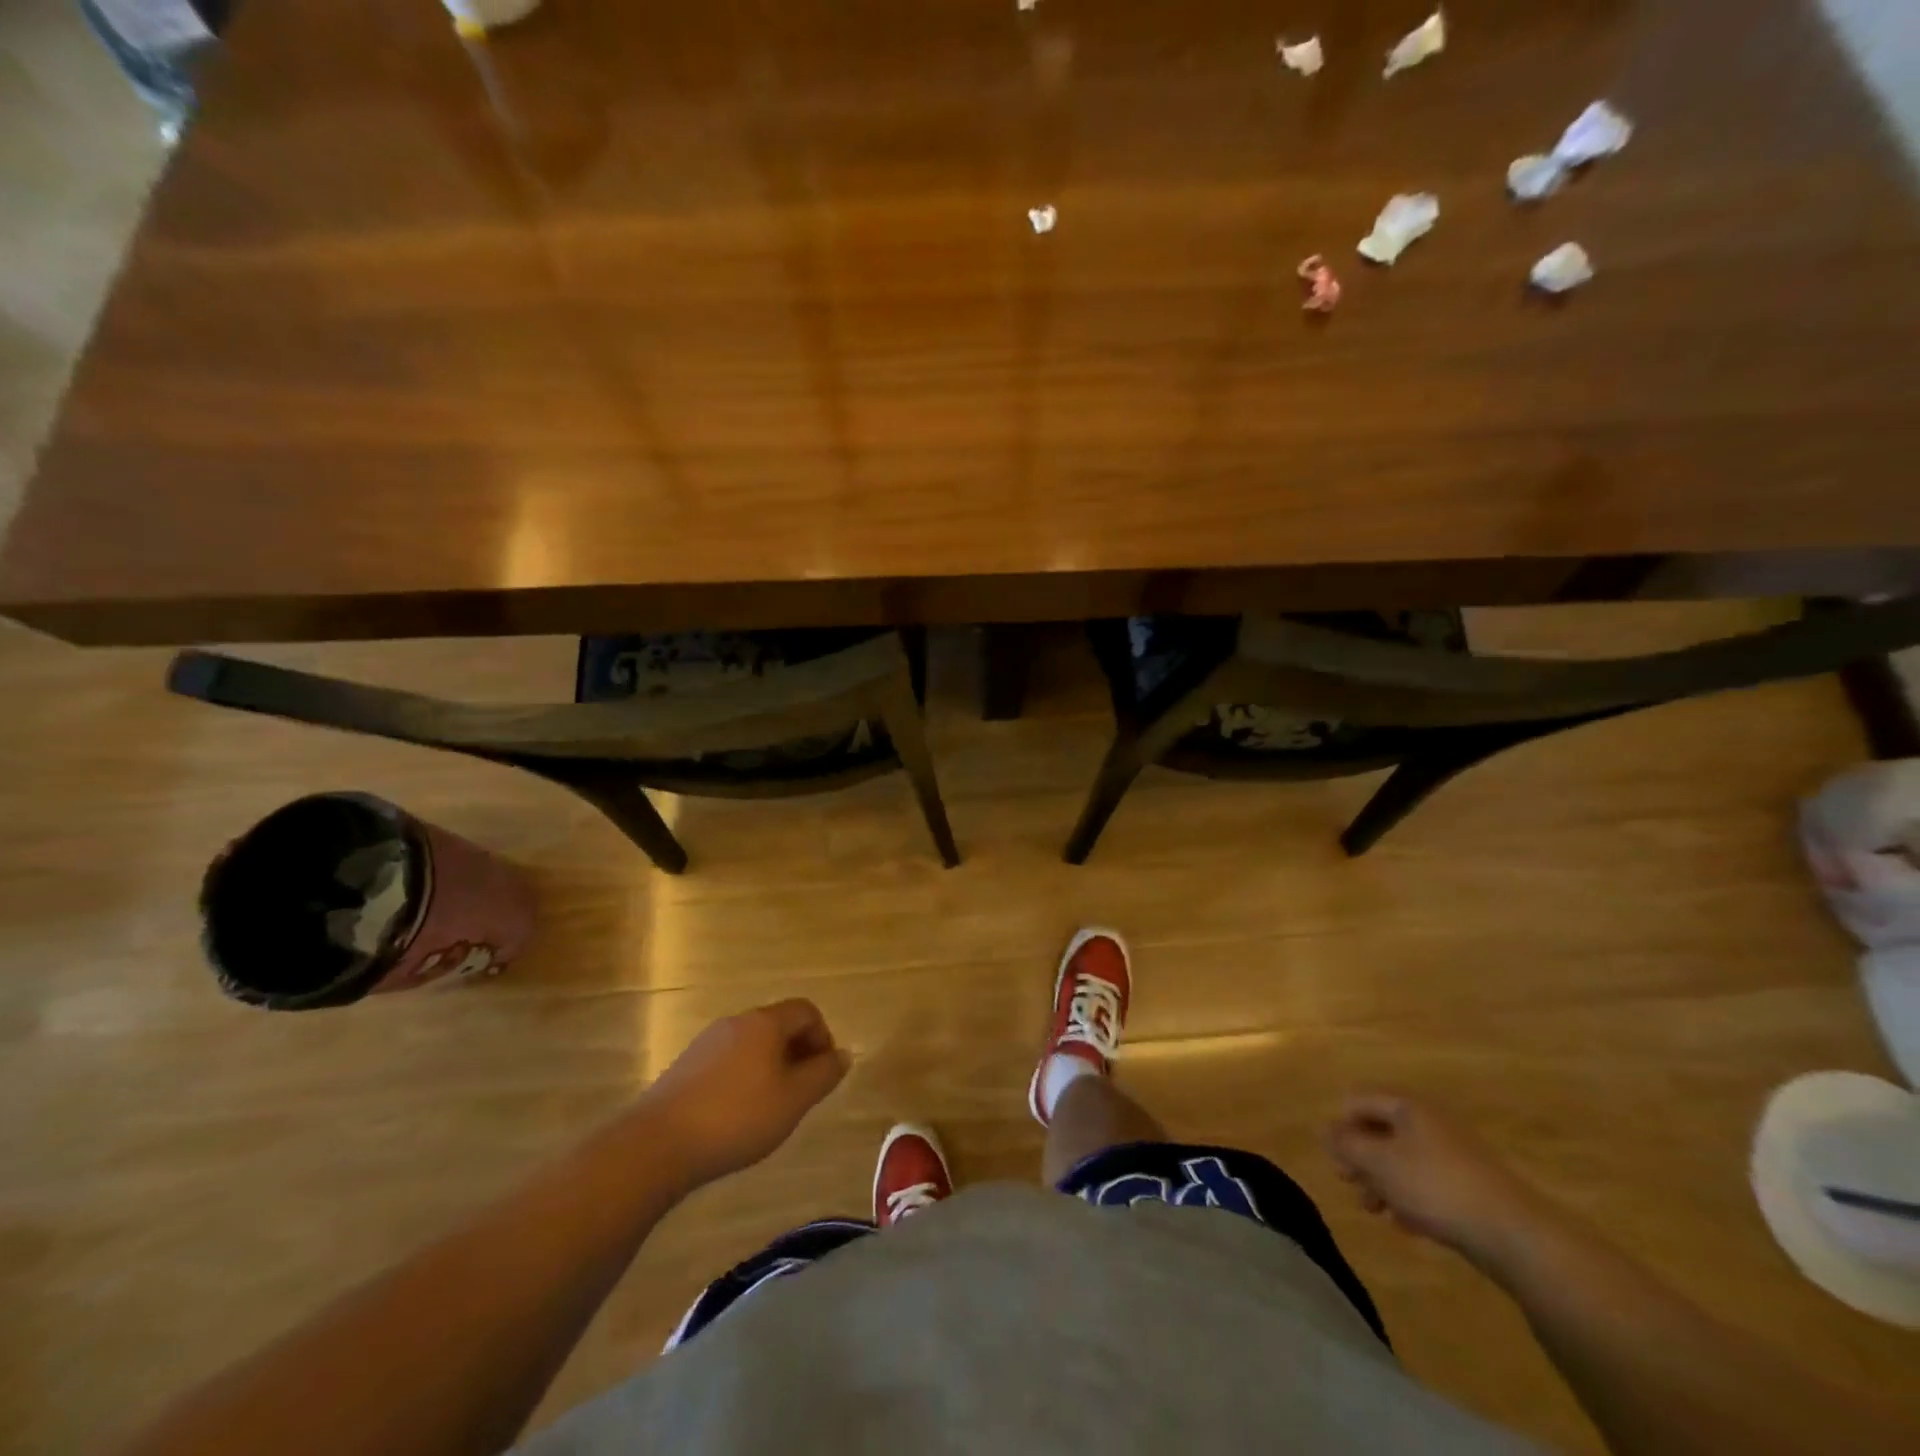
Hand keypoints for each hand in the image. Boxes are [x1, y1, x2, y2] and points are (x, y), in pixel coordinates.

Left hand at [645, 1000, 848, 1190]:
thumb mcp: (794, 1100)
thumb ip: (823, 1074)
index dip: (823, 1037)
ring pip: (752, 1044)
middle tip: (802, 1094)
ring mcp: (707, 1042)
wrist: (658, 1143)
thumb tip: (844, 1054)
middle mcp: (736, 1022)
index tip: (824, 1073)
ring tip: (771, 1108)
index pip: (806, 1010)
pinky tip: (737, 1115)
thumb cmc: (737, 1117)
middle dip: (798, 1053)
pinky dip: (743, 1078)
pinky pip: (728, 1061)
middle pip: (778, 1025)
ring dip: (770, 1067)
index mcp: (765, 1022)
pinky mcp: (686, 1066)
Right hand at [1324, 1093, 1545, 1271]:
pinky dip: (1412, 1199)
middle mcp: (1431, 1123)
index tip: (1336, 1160)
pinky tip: (1408, 1226)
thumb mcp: (1378, 1163)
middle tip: (1351, 1186)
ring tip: (1376, 1211)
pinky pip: (1428, 1184)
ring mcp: (1455, 1154)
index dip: (1341, 1127)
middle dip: (1362, 1159)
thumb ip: (1346, 1144)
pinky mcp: (1472, 1186)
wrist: (1514, 1235)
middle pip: (1381, 1132)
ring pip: (1404, 1161)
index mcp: (1408, 1107)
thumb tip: (1325, 1130)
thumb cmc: (1435, 1187)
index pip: (1359, 1102)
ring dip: (1384, 1183)